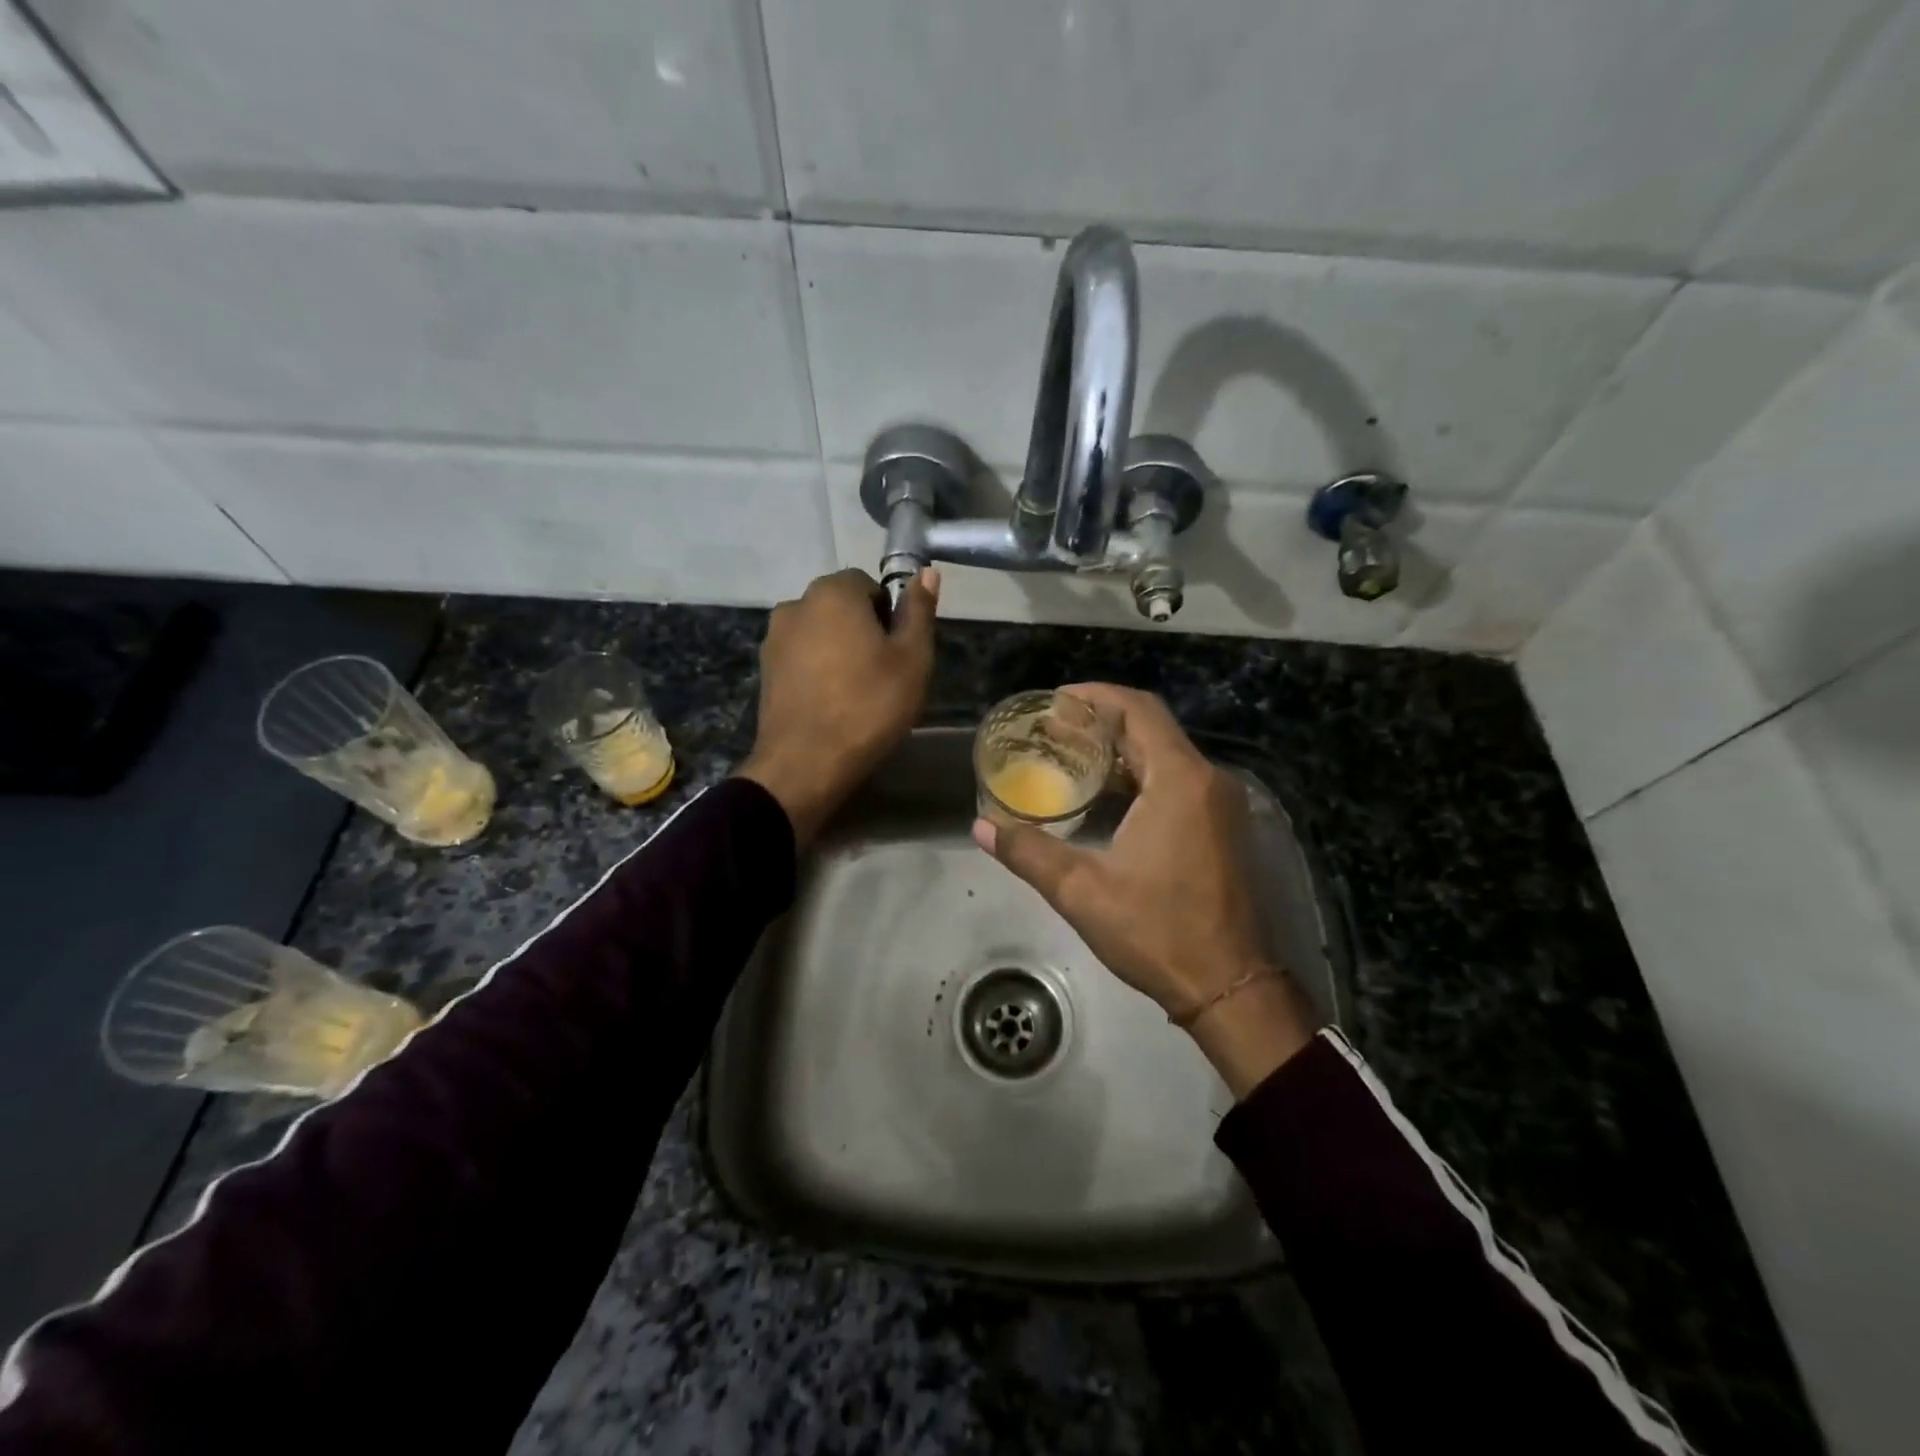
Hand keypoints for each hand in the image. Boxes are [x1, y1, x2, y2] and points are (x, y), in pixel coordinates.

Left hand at [737, 567, 939, 845]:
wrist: (806, 763)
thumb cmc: (869, 706)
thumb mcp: (912, 659)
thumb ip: (918, 611)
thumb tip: (926, 572)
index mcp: (833, 593)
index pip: (868, 584)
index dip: (888, 614)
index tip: (897, 651)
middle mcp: (796, 604)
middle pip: (841, 606)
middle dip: (863, 630)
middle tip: (882, 674)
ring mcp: (774, 638)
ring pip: (820, 633)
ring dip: (838, 650)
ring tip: (856, 692)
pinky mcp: (765, 670)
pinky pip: (801, 657)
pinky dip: (818, 670)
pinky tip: (830, 703)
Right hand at [972, 683, 1319, 1095]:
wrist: (1228, 985)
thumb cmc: (1157, 931)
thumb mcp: (1082, 891)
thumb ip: (1029, 852)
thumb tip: (981, 826)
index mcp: (1180, 781)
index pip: (1138, 711)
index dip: (1096, 696)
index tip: (1056, 700)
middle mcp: (1207, 780)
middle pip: (1153, 727)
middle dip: (1103, 720)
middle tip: (1055, 727)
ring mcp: (1220, 804)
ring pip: (1167, 754)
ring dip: (1123, 747)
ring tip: (1072, 754)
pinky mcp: (1222, 826)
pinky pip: (1178, 778)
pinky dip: (1142, 774)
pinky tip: (1108, 793)